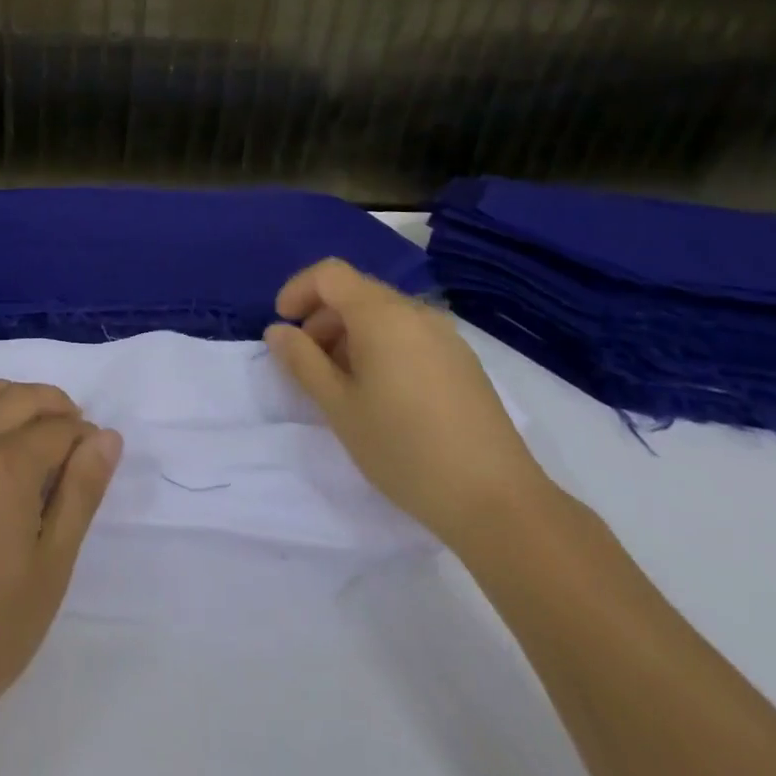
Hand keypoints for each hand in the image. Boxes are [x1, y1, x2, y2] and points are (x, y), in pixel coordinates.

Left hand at [0, 380, 122, 736]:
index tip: (96, 455)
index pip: (57, 429)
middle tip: (72, 432)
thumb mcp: (52, 567)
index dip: (84, 437)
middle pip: (19, 399)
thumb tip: (107, 437)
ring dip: (8, 395)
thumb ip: (82, 493)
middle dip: (54, 406)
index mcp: (6, 466)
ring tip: (27, 422)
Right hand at [264, 257, 550, 550]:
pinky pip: (409, 335)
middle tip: (307, 362)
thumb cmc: (404, 449)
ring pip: (384, 315)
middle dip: (322, 317)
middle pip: (357, 292)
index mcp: (382, 314)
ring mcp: (445, 336)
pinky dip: (381, 346)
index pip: (330, 274)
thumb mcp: (339, 407)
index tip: (283, 326)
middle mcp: (415, 312)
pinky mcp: (463, 362)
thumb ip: (302, 362)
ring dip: (351, 334)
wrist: (497, 501)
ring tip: (341, 382)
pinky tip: (381, 394)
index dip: (298, 290)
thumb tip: (277, 331)